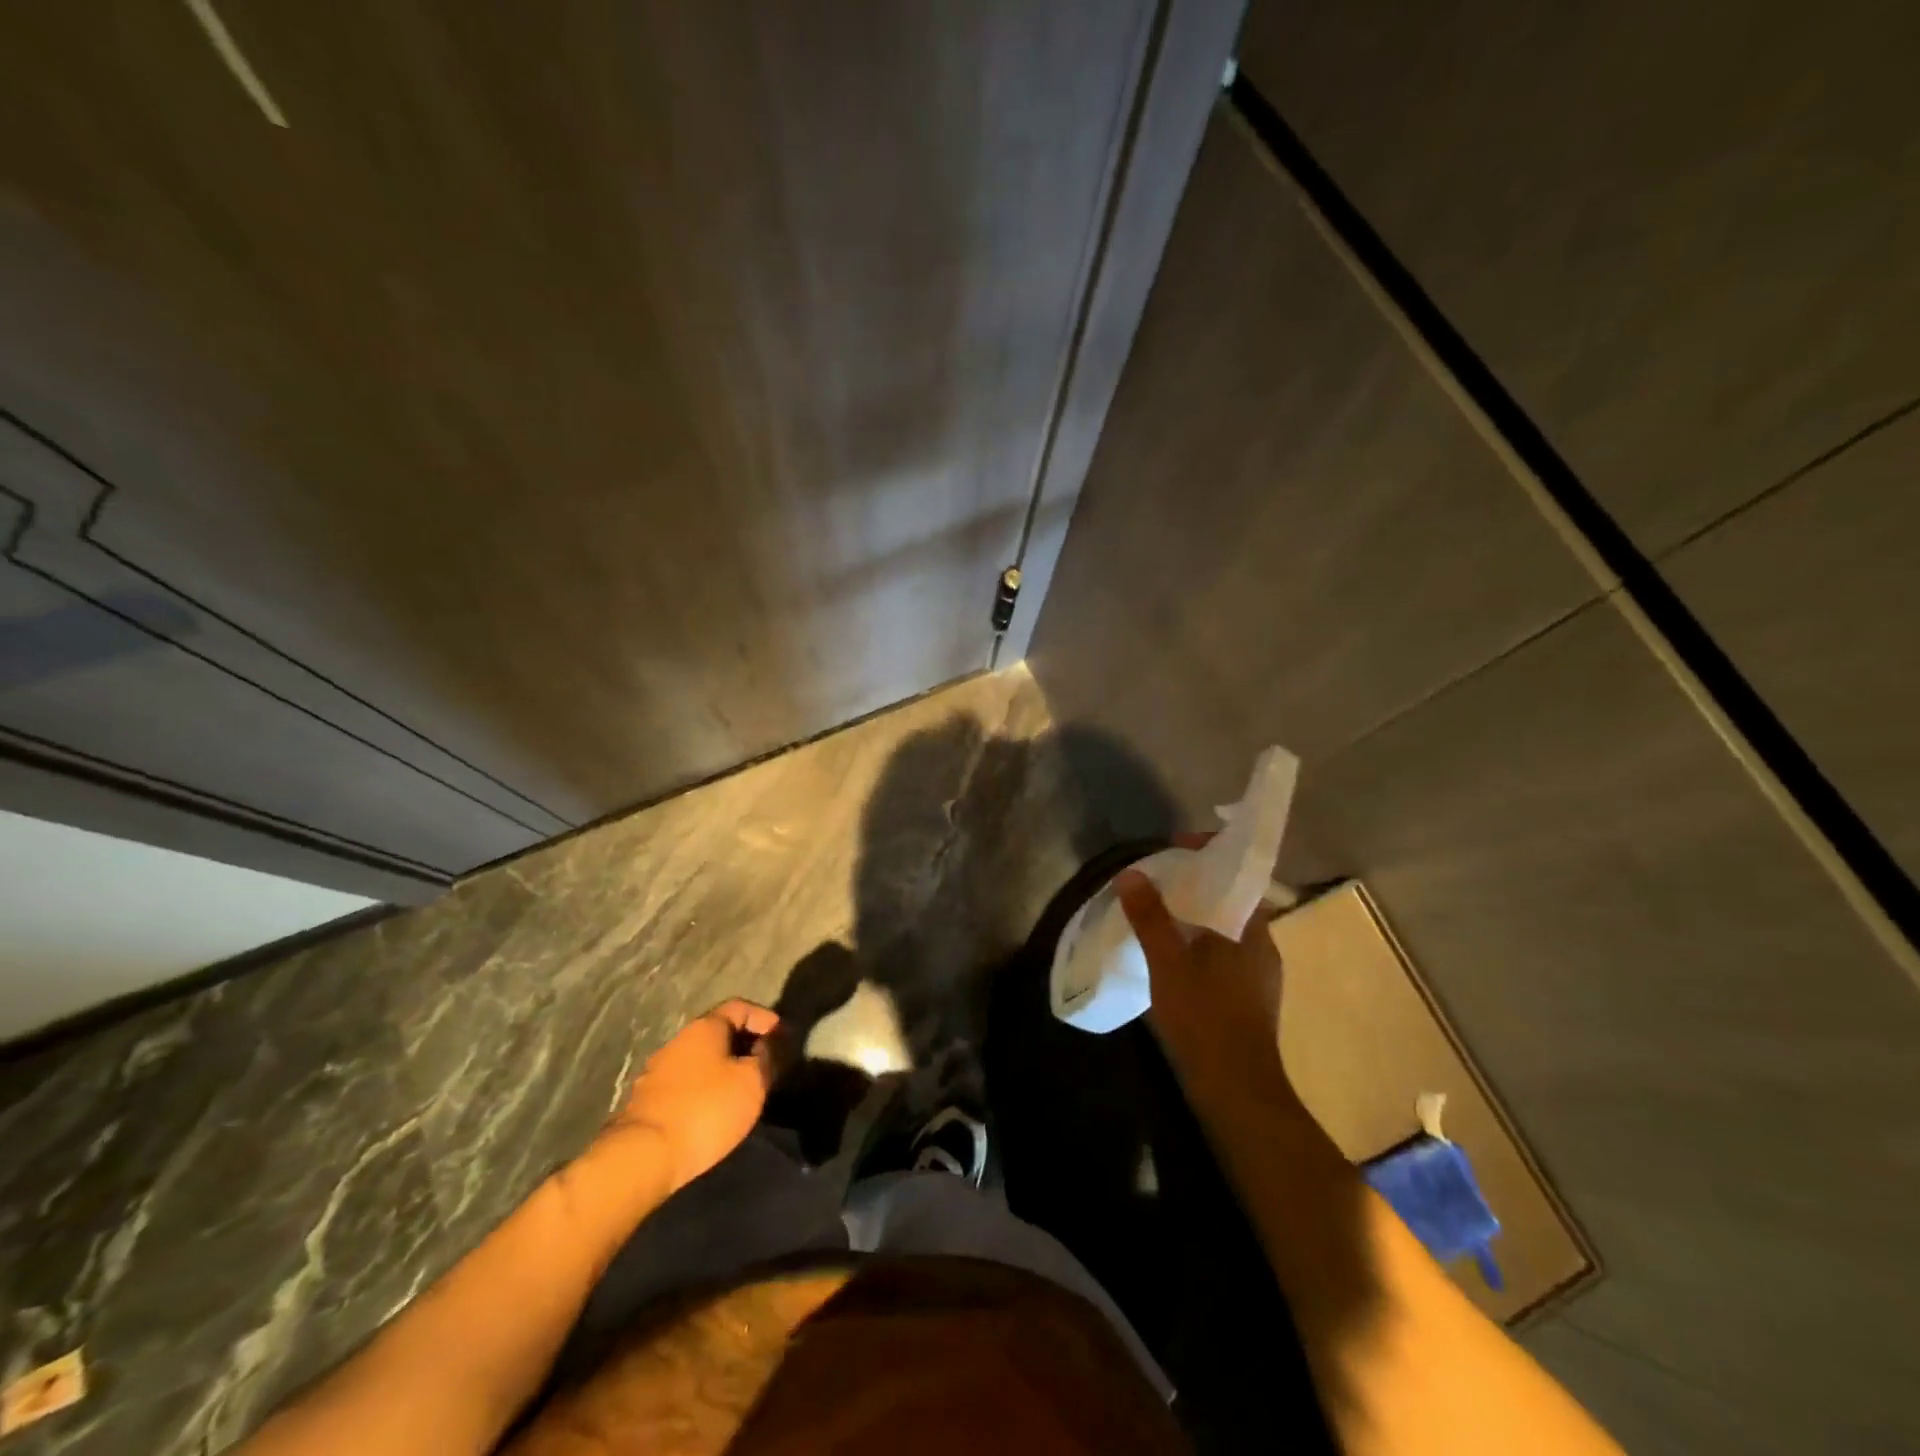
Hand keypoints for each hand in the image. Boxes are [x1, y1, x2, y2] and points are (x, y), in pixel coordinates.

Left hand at [610, 999, 778, 1192]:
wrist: (643, 1156)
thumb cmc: (706, 1109)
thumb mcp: (752, 1082)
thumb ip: (766, 1058)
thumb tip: (766, 1046)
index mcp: (705, 1027)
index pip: (740, 1007)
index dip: (765, 1018)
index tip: (782, 1037)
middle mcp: (679, 1040)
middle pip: (719, 1032)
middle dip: (745, 1044)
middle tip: (766, 1064)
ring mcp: (658, 1070)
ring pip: (701, 1058)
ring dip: (724, 1067)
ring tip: (742, 1088)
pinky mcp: (647, 1099)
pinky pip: (686, 1082)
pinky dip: (706, 1087)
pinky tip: (715, 1108)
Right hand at [1115, 866, 1290, 1105]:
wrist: (1237, 1092)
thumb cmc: (1205, 1018)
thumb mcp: (1168, 963)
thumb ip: (1150, 917)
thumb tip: (1131, 874)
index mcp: (1252, 929)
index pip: (1238, 874)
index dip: (1209, 853)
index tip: (1176, 846)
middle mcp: (1263, 946)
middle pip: (1231, 900)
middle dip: (1197, 884)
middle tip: (1160, 878)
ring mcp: (1260, 975)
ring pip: (1227, 929)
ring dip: (1197, 915)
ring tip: (1160, 914)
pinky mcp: (1250, 999)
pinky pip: (1224, 953)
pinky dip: (1200, 942)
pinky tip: (1174, 957)